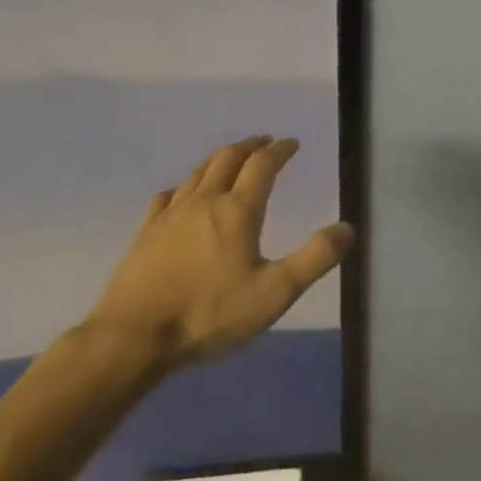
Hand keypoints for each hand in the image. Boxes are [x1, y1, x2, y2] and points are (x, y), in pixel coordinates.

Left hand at [86, 135, 352, 370]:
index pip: (263, 165)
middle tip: (264, 142)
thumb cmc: (209, 314)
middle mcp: (204, 202)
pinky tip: (181, 194)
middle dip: (249, 146)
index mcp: (238, 210)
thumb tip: (347, 228)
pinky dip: (183, 186)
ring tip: (230, 159)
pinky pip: (166, 197)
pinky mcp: (145, 233)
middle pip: (227, 159)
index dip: (280, 150)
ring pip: (197, 173)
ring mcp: (170, 216)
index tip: (292, 143)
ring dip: (219, 159)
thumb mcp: (275, 293)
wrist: (132, 338)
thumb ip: (315, 258)